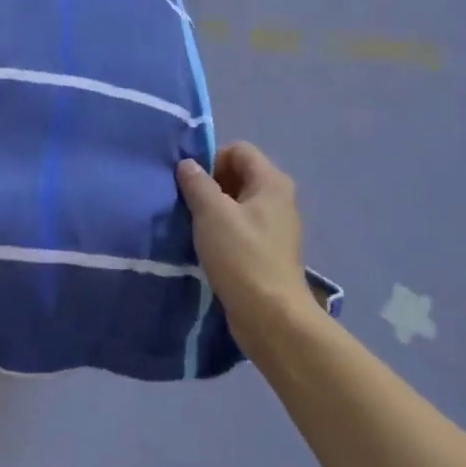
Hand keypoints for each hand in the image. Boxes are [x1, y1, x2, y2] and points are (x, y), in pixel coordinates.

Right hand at [176, 143, 312, 353]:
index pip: (238, 150)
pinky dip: (221, 231)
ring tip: (192, 227)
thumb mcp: (212, 213)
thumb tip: (188, 164)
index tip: (190, 184)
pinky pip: (240, 228)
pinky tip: (205, 247)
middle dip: (209, 184)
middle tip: (187, 204)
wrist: (271, 316)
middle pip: (238, 175)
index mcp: (271, 182)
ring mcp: (275, 227)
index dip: (211, 159)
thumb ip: (197, 183)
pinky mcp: (267, 251)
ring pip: (237, 203)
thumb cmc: (242, 256)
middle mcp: (278, 199)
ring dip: (212, 210)